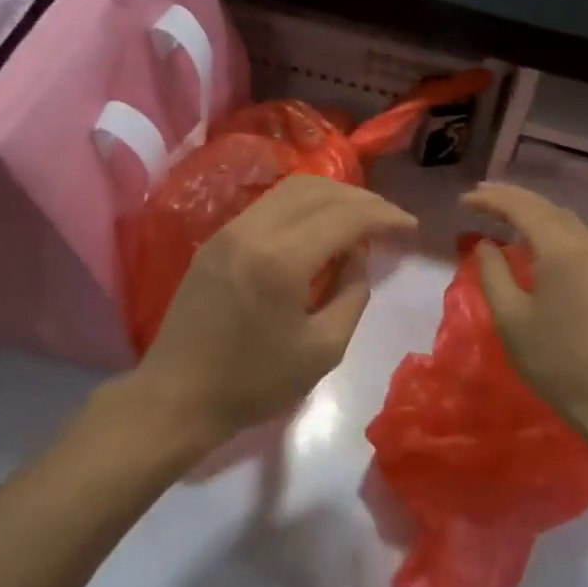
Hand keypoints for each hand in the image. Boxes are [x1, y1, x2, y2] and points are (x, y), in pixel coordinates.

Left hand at [131, 174, 414, 453]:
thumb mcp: (323, 350)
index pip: (345, 216)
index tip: (411, 227)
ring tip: (360, 219)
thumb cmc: (253, 384)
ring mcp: (229, 230)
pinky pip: (269, 205)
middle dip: (362, 199)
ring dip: (332, 197)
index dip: (384, 216)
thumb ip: (352, 295)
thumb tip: (357, 256)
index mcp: (281, 260)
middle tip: (389, 221)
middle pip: (318, 190)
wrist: (177, 397)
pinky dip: (304, 206)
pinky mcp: (217, 240)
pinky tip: (320, 228)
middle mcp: (253, 230)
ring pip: (291, 190)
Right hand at [464, 183, 587, 447]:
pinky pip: (574, 234)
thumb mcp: (511, 318)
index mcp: (562, 249)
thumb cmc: (556, 361)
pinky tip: (531, 235)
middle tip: (477, 195)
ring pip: (562, 218)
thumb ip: (493, 273)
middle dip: (510, 198)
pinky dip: (547, 226)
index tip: (463, 200)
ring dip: (530, 210)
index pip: (522, 208)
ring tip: (499, 210)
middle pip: (545, 206)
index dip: (490, 200)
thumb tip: (485, 244)